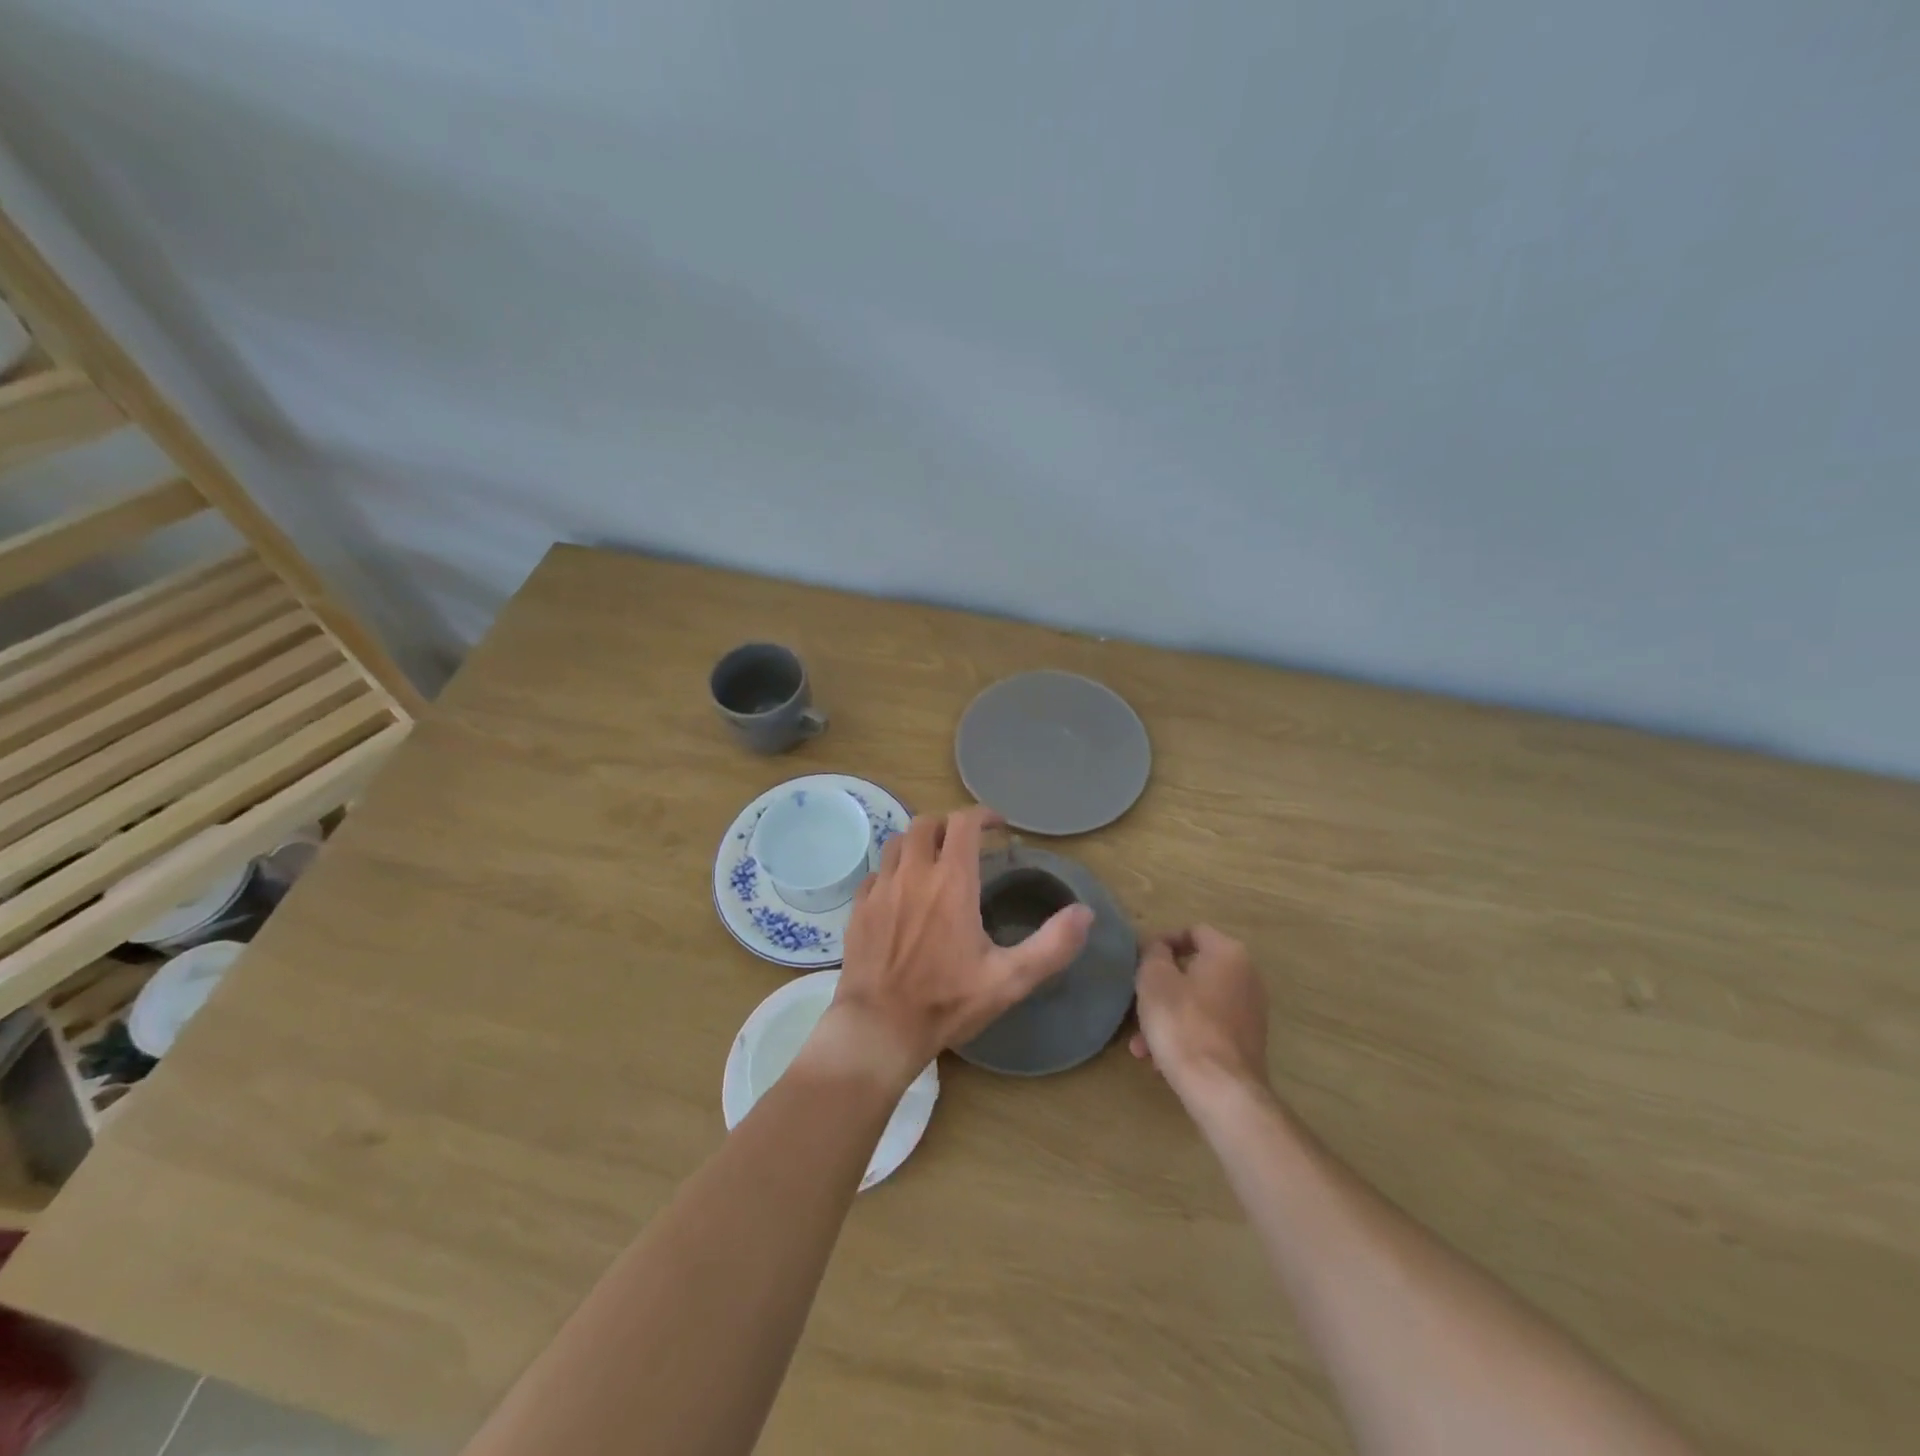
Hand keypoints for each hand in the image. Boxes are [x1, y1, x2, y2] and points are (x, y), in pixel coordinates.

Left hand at [824, 807, 1093, 1087]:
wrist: (878, 1028)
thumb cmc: (947, 1003)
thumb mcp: (1010, 980)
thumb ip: (1052, 945)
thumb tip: (1085, 913)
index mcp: (951, 882)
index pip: (964, 824)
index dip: (983, 816)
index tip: (998, 827)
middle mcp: (913, 874)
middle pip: (927, 824)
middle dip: (949, 826)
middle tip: (966, 844)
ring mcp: (881, 889)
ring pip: (898, 843)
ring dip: (919, 844)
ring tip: (935, 862)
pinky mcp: (859, 908)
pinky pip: (876, 873)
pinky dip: (893, 871)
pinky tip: (902, 893)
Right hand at [1130, 926, 1271, 1103]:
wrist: (1220, 1089)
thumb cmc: (1182, 1022)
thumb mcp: (1154, 979)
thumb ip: (1154, 953)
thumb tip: (1159, 948)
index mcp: (1229, 953)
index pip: (1193, 931)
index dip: (1163, 941)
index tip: (1140, 960)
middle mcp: (1247, 978)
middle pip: (1194, 971)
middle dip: (1161, 988)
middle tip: (1137, 1003)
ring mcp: (1251, 1013)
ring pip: (1198, 1003)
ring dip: (1168, 1016)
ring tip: (1141, 1044)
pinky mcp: (1247, 1044)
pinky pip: (1208, 1028)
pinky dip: (1185, 1035)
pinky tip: (1160, 1060)